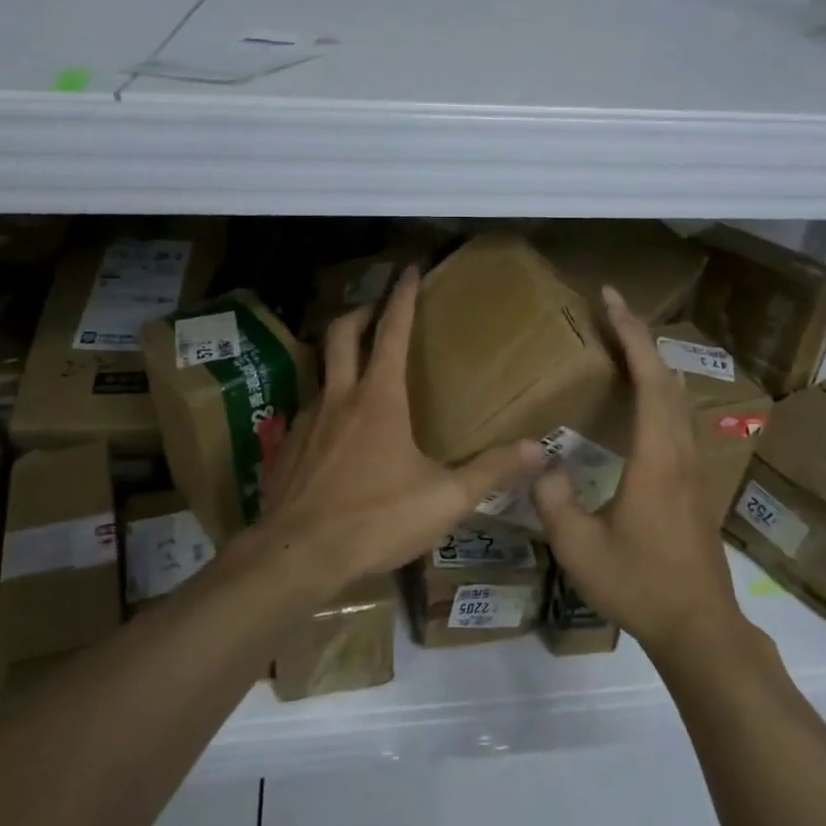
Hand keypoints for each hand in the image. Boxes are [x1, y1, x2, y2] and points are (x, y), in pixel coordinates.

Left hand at [255, 266, 543, 596]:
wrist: (297, 556)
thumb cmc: (375, 520)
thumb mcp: (444, 500)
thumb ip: (491, 470)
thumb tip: (539, 448)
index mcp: (379, 399)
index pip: (393, 331)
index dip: (403, 296)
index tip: (409, 268)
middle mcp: (339, 397)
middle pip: (342, 333)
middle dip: (361, 310)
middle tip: (378, 307)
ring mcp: (306, 420)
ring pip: (320, 368)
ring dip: (339, 354)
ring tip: (358, 364)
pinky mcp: (287, 446)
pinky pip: (308, 408)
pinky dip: (325, 400)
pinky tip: (336, 428)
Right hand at [533, 286, 746, 658]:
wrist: (698, 626)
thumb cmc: (639, 584)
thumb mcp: (578, 546)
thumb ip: (552, 498)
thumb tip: (540, 461)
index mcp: (655, 457)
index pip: (648, 378)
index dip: (630, 333)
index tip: (610, 298)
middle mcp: (680, 450)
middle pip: (668, 377)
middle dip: (640, 336)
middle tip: (611, 309)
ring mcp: (693, 466)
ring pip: (678, 396)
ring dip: (653, 361)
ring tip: (623, 343)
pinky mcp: (695, 482)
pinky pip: (678, 416)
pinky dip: (659, 388)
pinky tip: (643, 399)